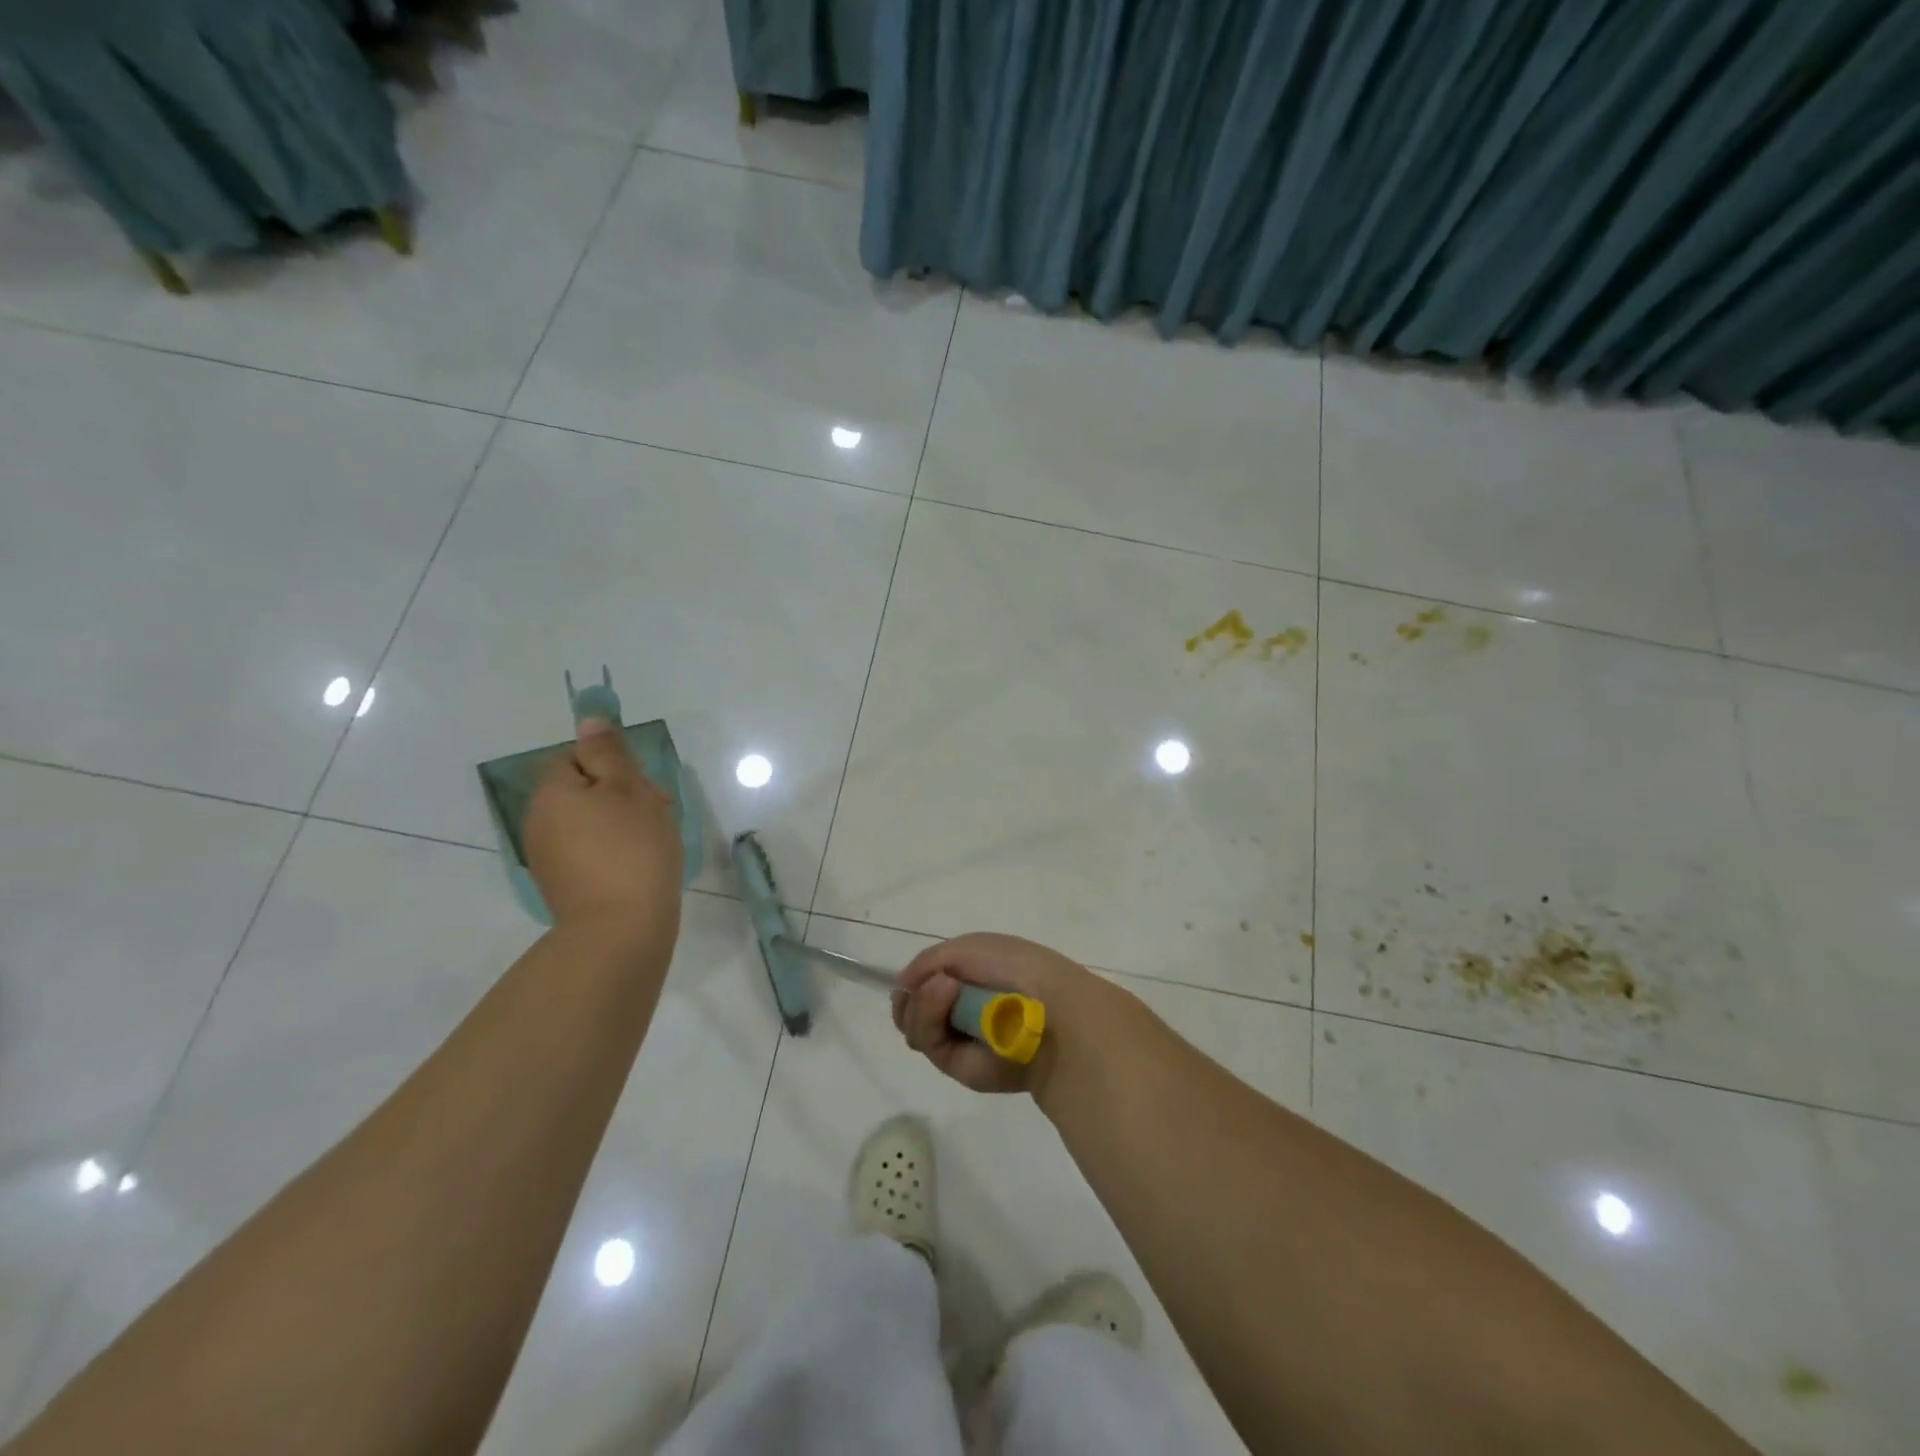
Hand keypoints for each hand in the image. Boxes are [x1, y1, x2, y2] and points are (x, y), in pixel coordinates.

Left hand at [523, 717, 683, 948]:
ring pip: (588, 821)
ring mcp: (547, 857)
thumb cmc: (632, 849)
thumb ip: (608, 752)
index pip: (577, 757)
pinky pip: (588, 851)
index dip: (613, 766)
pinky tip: (639, 865)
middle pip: (582, 790)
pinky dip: (613, 851)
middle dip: (620, 795)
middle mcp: (539, 821)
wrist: (620, 930)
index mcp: (552, 792)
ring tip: (654, 841)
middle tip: (657, 812)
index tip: (643, 786)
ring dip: (619, 823)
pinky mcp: (562, 886)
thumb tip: (588, 720)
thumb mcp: (629, 789)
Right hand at [892, 932, 1109, 1096]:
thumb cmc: (1014, 967)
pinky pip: (926, 1040)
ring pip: (913, 1026)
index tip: (914, 975)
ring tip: (944, 987)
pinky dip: (928, 1014)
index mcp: (970, 981)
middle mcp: (961, 1011)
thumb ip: (927, 962)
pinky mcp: (958, 1066)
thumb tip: (902, 985)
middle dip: (912, 995)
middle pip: (911, 1009)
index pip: (925, 985)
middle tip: (927, 983)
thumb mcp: (967, 948)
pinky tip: (945, 994)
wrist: (1047, 1005)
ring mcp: (959, 1039)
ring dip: (920, 1001)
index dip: (914, 980)